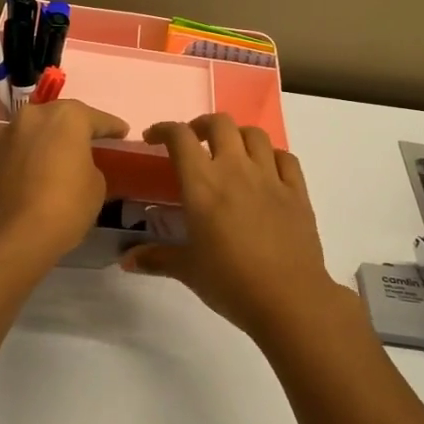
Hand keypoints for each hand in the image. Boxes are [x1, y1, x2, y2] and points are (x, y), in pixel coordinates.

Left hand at [0, 100, 128, 276]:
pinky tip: (37, 170)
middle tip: (90, 141)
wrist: (9, 238)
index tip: (122, 132)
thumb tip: (76, 166)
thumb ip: (90, 166)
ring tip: (60, 156)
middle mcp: (33, 116)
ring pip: (35, 131)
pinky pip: (18, 148)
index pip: (96, 118)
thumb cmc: (64, 207)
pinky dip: (29, 155)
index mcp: (66, 117)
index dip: (112, 127)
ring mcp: (6, 134)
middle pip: (60, 117)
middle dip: (75, 128)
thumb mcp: (96, 187)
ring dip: (48, 140)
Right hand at [121, 115, 341, 341]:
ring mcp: (271, 177)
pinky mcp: (297, 191)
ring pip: (254, 134)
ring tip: (230, 152)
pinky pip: (285, 157)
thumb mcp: (188, 270)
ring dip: (237, 135)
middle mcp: (236, 170)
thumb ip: (156, 258)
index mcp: (203, 185)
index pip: (180, 138)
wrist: (289, 299)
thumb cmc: (230, 282)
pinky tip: (265, 170)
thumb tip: (126, 260)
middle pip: (219, 123)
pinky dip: (271, 156)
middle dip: (202, 125)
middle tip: (194, 142)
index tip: (154, 138)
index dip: (164, 129)